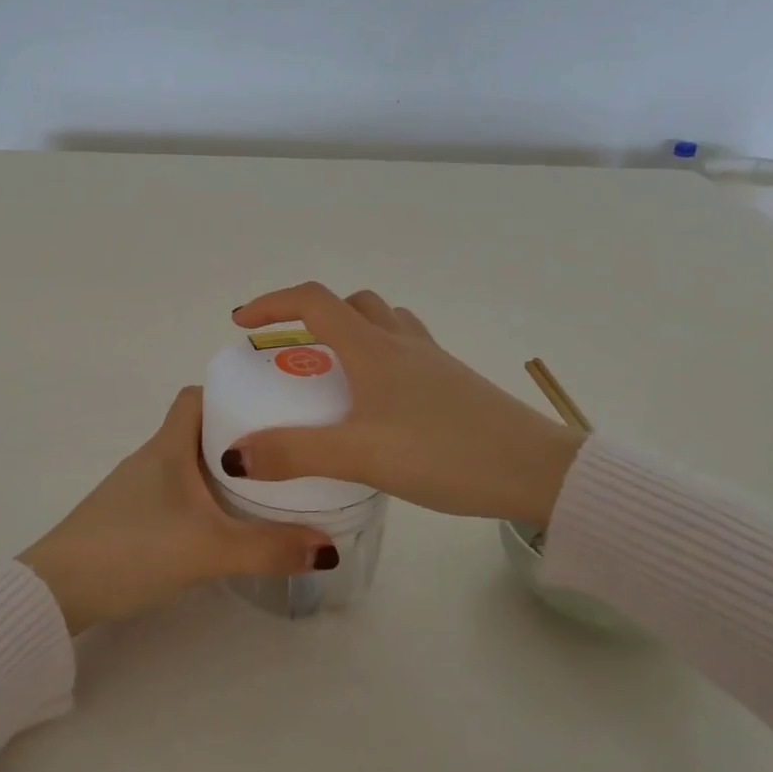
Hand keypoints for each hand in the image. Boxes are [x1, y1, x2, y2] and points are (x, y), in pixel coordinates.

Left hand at [17, 387, 337, 633]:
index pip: (196, 396)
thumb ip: (268, 549)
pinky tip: (223, 525)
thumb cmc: (132, 549)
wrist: (57, 591)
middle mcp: (152, 459)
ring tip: (266, 487)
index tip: (271, 406)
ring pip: (189, 464)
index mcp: (168, 447)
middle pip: (199, 429)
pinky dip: (204, 498)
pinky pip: (177, 493)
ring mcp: (137, 489)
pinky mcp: (131, 518)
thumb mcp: (208, 549)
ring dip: (223, 470)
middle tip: (283, 452)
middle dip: (240, 435)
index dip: (231, 393)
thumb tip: (328, 546)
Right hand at [224, 282, 585, 523]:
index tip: (243, 323)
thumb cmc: (445, 453)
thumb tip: (235, 455)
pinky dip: (378, 357)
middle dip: (312, 317)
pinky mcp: (452, 382)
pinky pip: (405, 350)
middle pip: (351, 304)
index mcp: (373, 349)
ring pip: (382, 323)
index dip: (273, 303)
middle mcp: (402, 343)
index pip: (313, 301)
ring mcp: (432, 360)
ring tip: (332, 373)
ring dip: (350, 332)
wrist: (537, 470)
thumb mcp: (361, 456)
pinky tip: (378, 402)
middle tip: (291, 352)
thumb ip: (295, 454)